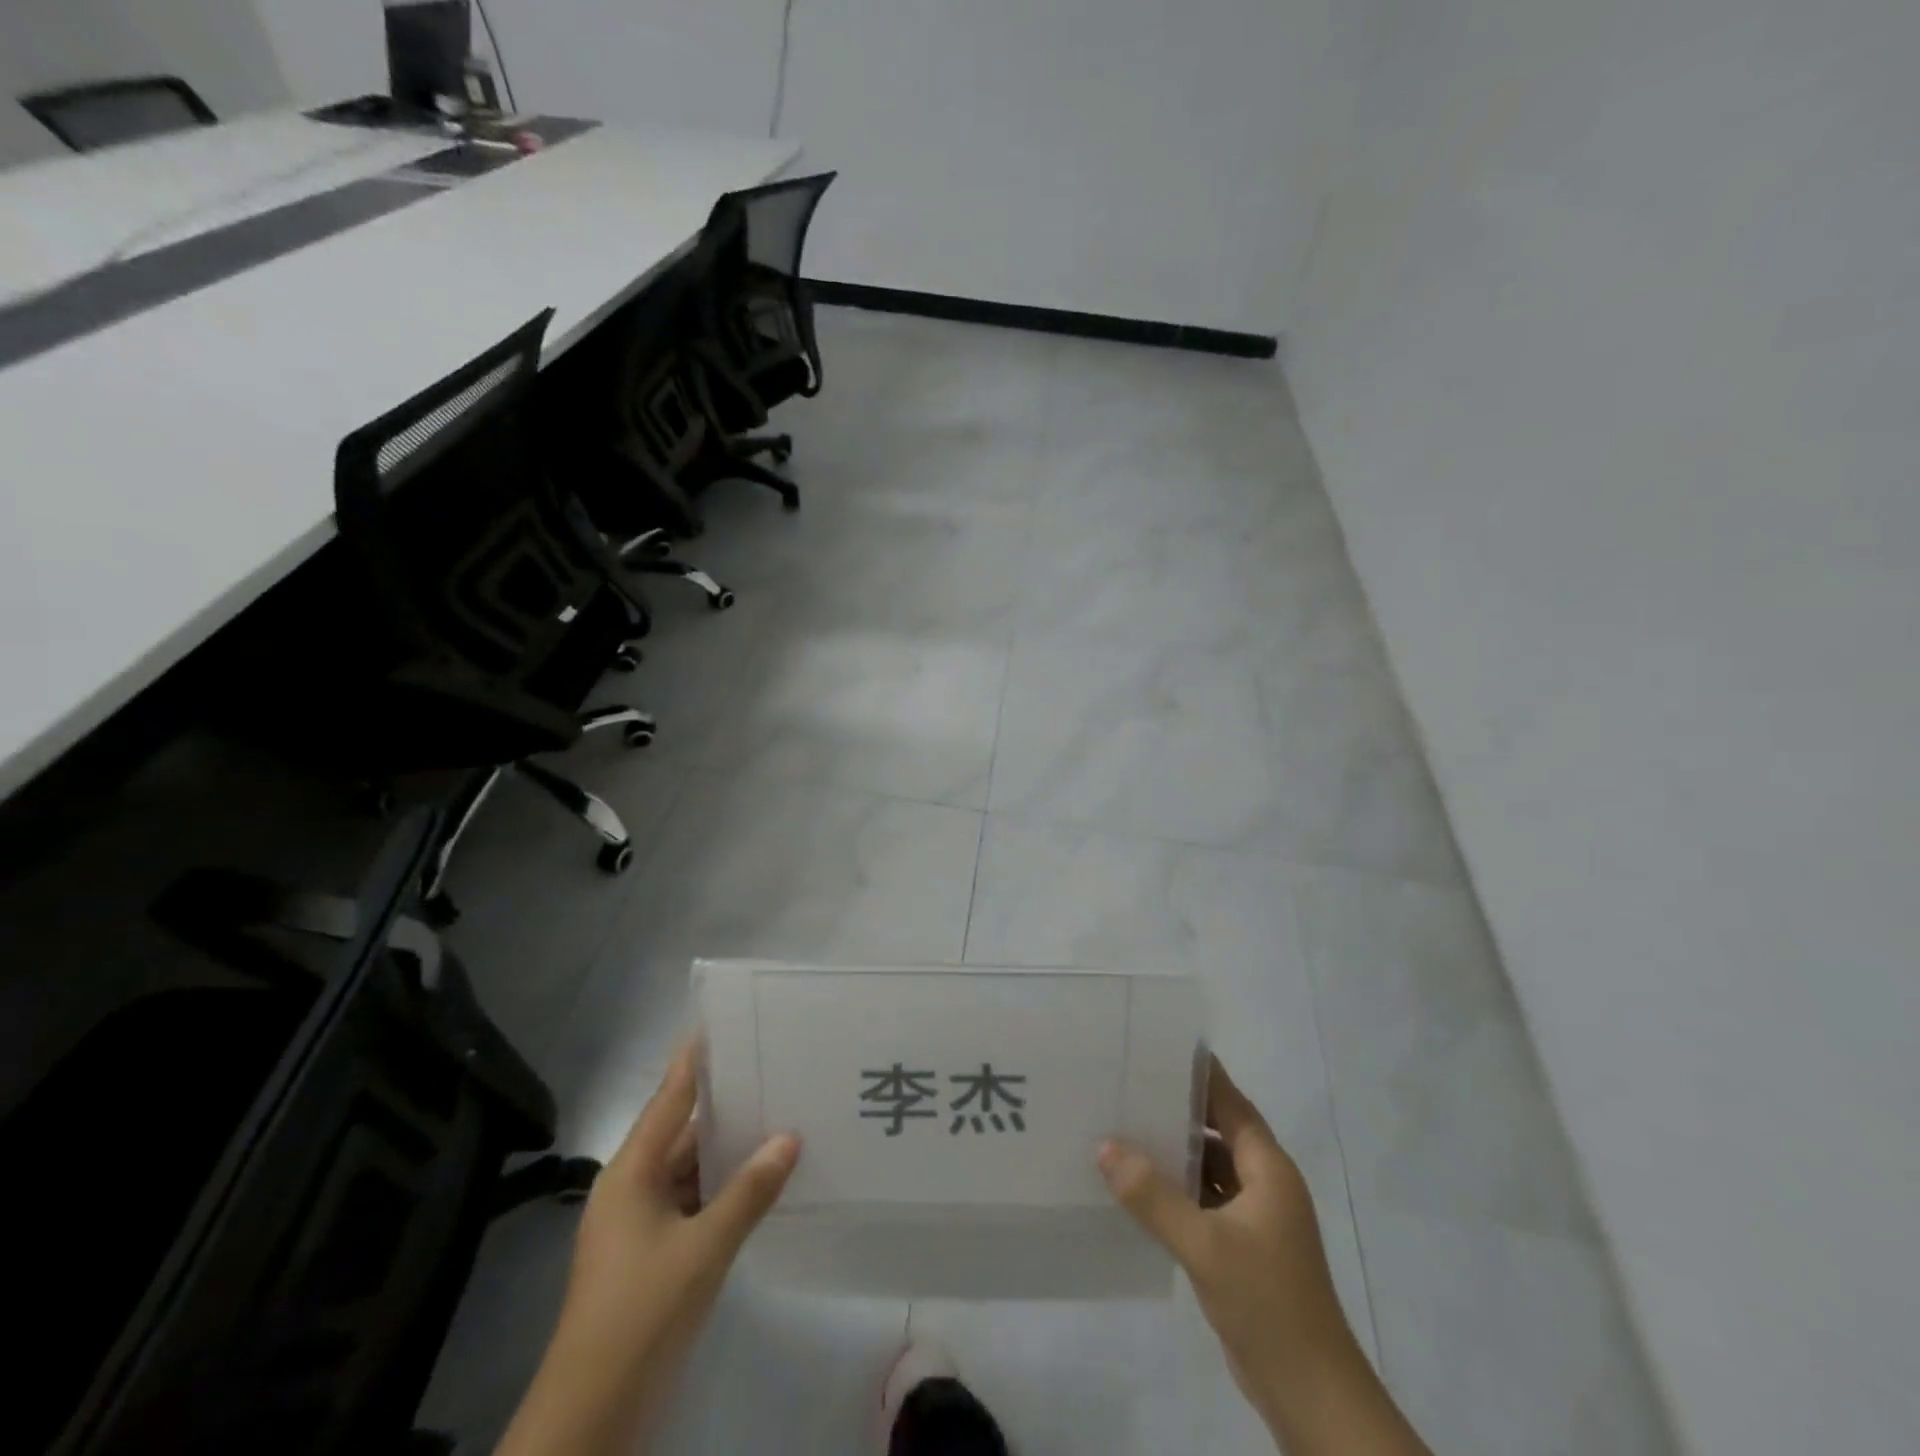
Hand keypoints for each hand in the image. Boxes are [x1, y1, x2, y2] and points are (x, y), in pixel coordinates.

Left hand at [496, 1041, 799, 1455]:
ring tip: (778, 1113)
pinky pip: (693, 1201)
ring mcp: (640, 1224)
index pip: (668, 1099)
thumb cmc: (641, 1313)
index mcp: (631, 1173)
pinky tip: (760, 1177)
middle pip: (682, 1131)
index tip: (720, 1022)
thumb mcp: (703, 1249)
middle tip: (772, 1067)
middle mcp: (632, 1187)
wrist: (593, 1414)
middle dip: (725, 1104)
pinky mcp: (653, 1254)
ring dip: (728, 1149)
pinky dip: (724, 1187)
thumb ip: (748, 1192)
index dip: (693, 1061)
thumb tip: (789, 1138)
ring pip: (690, 1169)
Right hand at [1099, 1058, 1428, 1455]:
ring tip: (1123, 1128)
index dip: (1200, 1075)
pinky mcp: (1243, 1248)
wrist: (1311, 1395)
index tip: (1160, 1047)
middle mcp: (1265, 1185)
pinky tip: (1138, 1188)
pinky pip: (1204, 1201)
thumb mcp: (1204, 1245)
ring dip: (1174, 1153)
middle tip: (1128, 1084)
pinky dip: (1177, 1190)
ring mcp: (1256, 1219)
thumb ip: (1153, 1196)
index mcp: (1269, 1170)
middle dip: (1177, 1110)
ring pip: (1210, 1168)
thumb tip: (1105, 1147)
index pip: (1231, 1104)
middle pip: (1218, 1131)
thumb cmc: (1267, 1304)